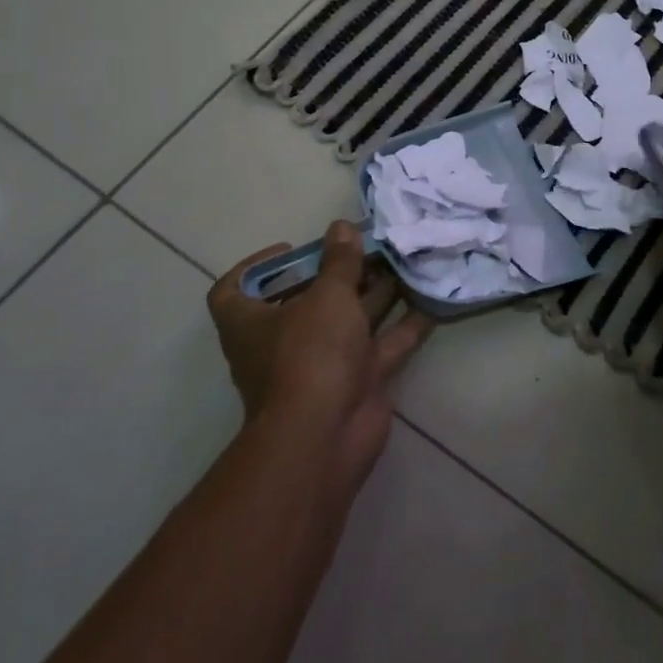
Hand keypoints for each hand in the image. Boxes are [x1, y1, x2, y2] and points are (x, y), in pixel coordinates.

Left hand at [209, 222, 431, 485]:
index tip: (293, 250)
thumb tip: (341, 227)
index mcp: (251, 322)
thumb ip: (339, 261)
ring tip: (404, 261)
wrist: (326, 436)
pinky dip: (405, 325)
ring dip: (376, 293)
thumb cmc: (309, 354)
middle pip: (307, 300)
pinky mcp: (357, 381)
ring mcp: (322, 364)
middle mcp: (282, 342)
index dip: (257, 267)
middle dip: (339, 273)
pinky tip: (429, 300)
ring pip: (350, 321)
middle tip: (370, 246)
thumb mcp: (326, 296)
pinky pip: (383, 345)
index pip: (233, 291)